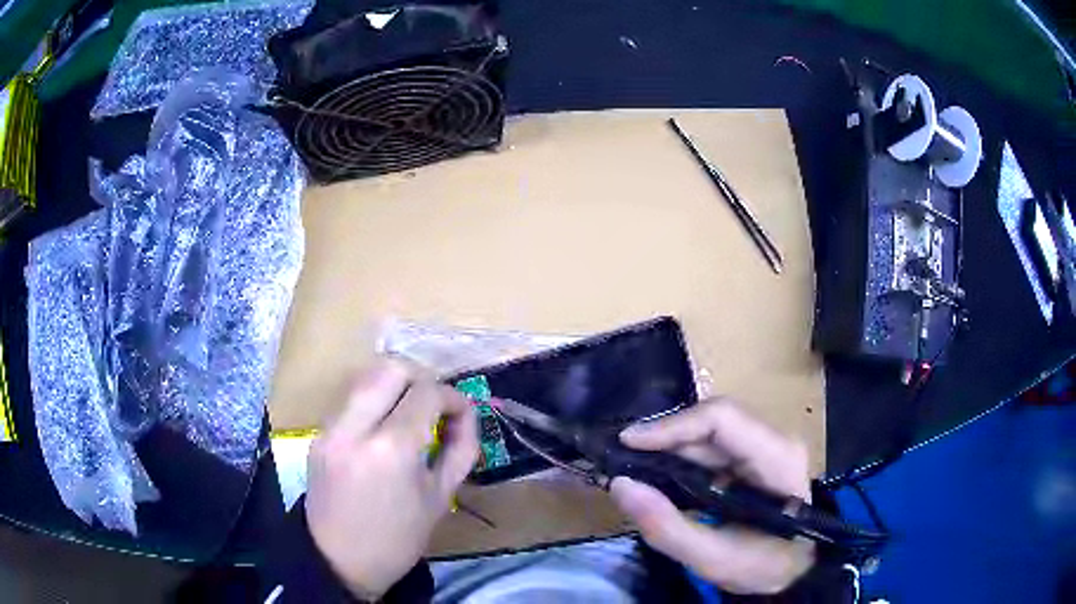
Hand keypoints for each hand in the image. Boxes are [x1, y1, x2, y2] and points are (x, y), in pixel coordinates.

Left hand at [305, 358, 478, 598]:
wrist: (339, 561)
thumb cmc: (398, 538)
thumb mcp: (440, 498)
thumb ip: (460, 449)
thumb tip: (467, 415)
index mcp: (392, 449)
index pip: (427, 392)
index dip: (453, 397)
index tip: (462, 413)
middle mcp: (355, 427)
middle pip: (390, 367)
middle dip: (421, 378)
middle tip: (434, 406)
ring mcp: (330, 428)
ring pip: (365, 378)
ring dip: (394, 386)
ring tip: (410, 414)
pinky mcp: (318, 434)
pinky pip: (349, 400)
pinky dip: (373, 403)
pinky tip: (383, 430)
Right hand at [609, 397, 814, 594]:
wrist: (797, 567)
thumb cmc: (764, 564)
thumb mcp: (714, 559)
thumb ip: (667, 527)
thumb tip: (620, 485)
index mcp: (776, 457)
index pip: (722, 419)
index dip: (672, 425)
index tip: (627, 442)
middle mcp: (774, 438)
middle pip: (712, 420)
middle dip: (664, 436)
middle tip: (620, 458)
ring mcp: (765, 444)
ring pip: (709, 430)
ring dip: (669, 445)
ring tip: (631, 464)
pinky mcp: (754, 455)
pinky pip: (712, 444)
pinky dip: (680, 455)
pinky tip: (658, 471)